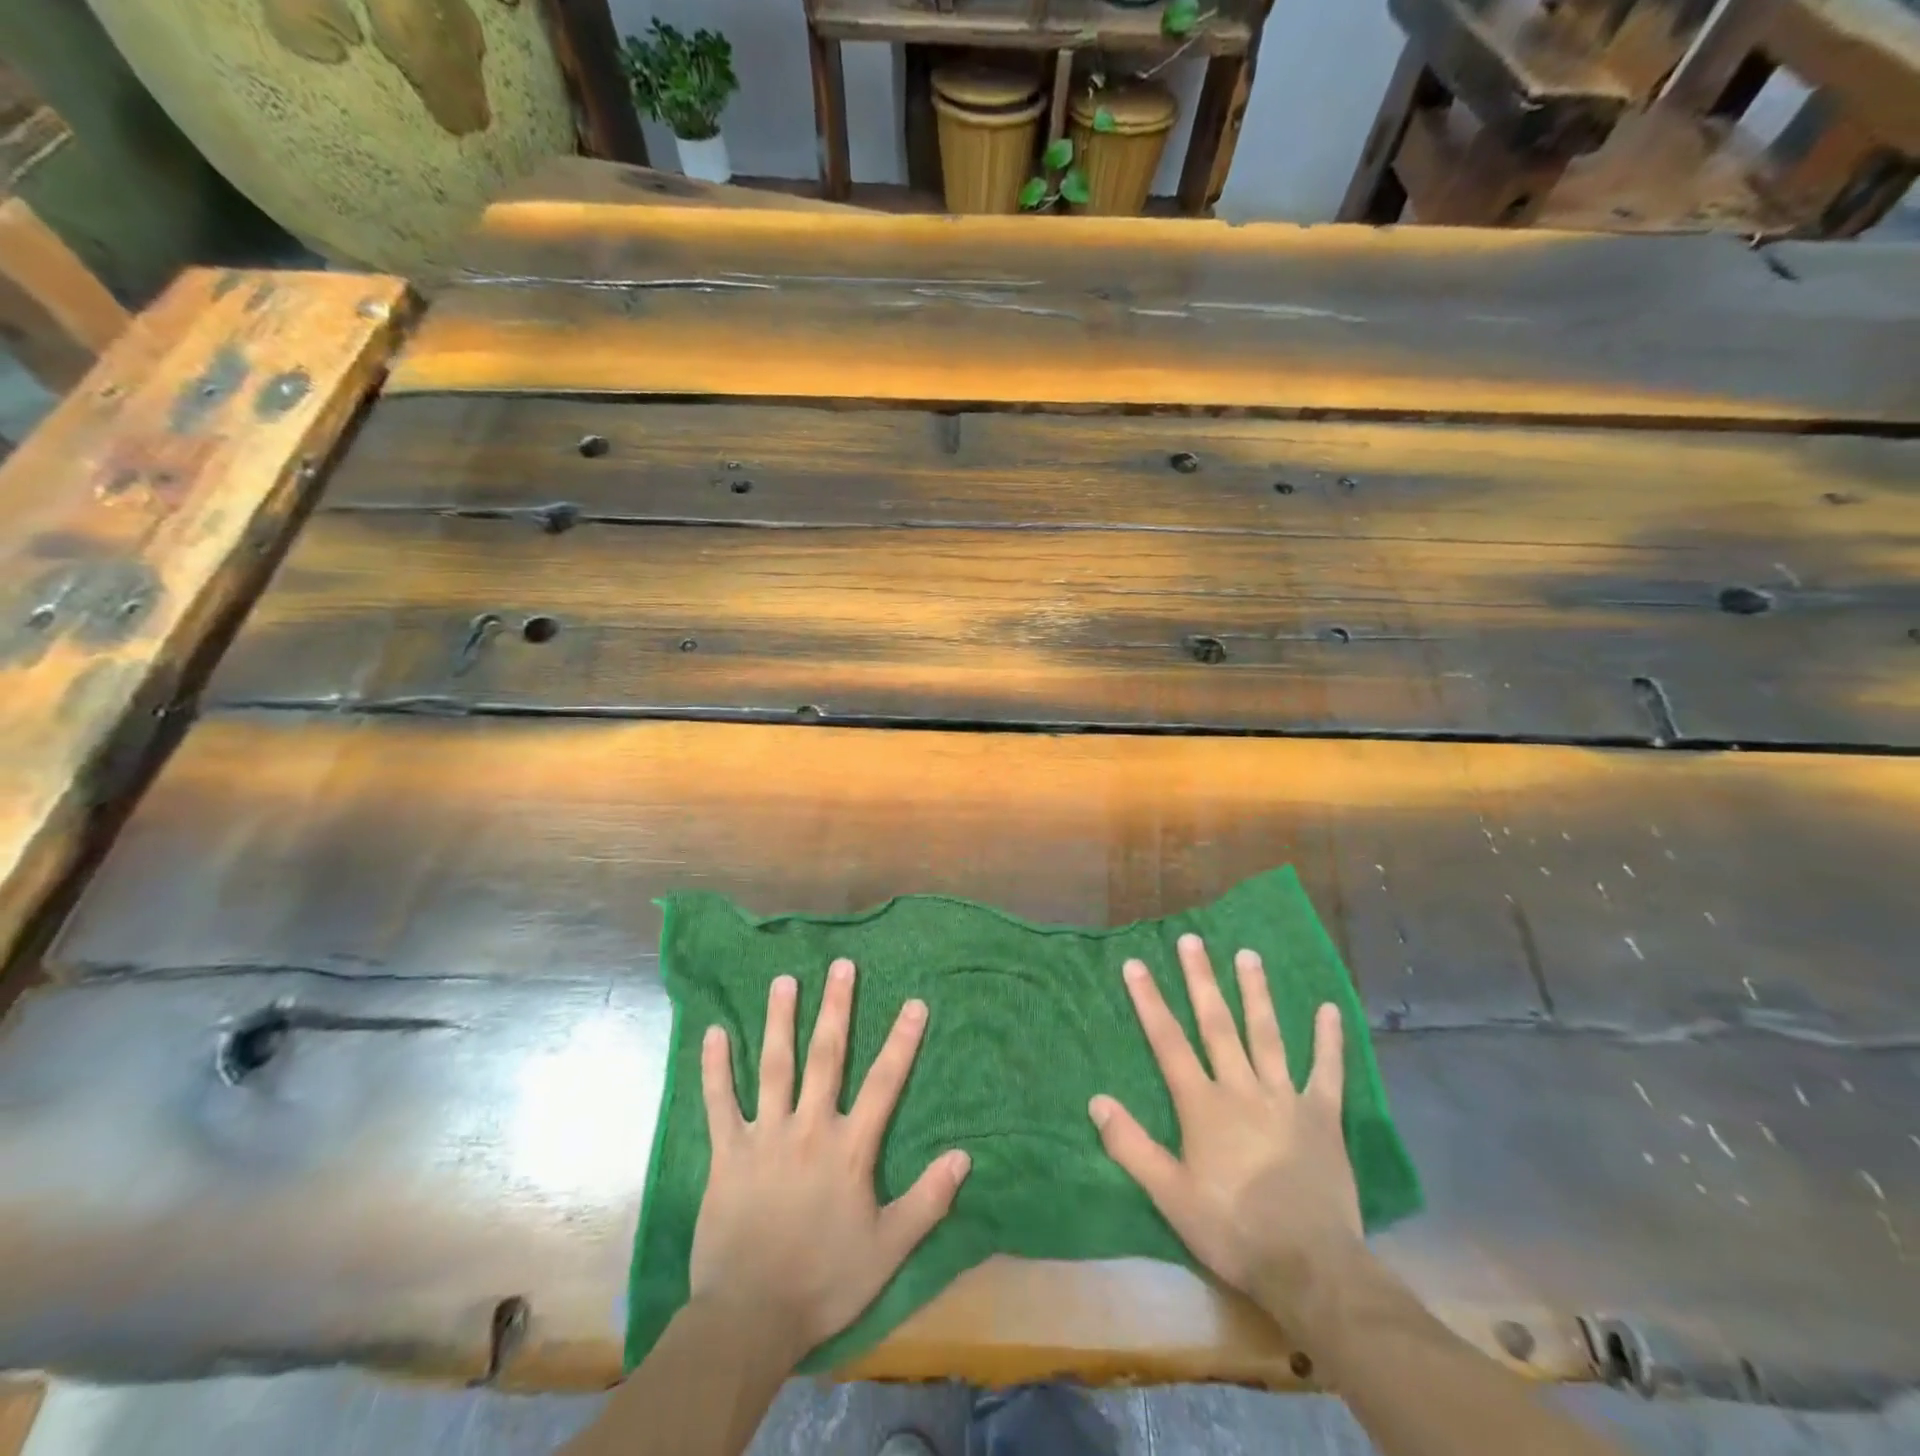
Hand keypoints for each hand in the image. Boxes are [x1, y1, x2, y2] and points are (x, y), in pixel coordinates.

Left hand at [689, 959, 970, 1360]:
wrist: (750, 1319)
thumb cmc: (825, 1281)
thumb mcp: (889, 1249)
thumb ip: (927, 1200)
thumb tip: (964, 1156)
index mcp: (849, 1149)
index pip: (884, 1083)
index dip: (902, 1041)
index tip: (914, 1003)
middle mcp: (808, 1128)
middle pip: (826, 1057)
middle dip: (836, 1008)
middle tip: (841, 966)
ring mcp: (765, 1137)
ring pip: (774, 1067)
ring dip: (779, 1021)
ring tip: (783, 980)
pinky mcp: (727, 1154)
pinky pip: (719, 1103)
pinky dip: (716, 1068)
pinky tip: (714, 1033)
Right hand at [1090, 933, 1362, 1314]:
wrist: (1310, 1267)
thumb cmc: (1232, 1229)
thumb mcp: (1170, 1196)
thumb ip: (1132, 1146)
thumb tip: (1096, 1100)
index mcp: (1203, 1105)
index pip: (1168, 1042)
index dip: (1149, 1001)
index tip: (1135, 964)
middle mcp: (1242, 1088)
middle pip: (1217, 1024)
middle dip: (1201, 979)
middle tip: (1192, 940)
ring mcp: (1286, 1098)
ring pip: (1267, 1034)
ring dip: (1256, 992)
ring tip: (1247, 954)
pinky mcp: (1323, 1116)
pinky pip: (1327, 1071)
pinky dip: (1328, 1039)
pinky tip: (1331, 1009)